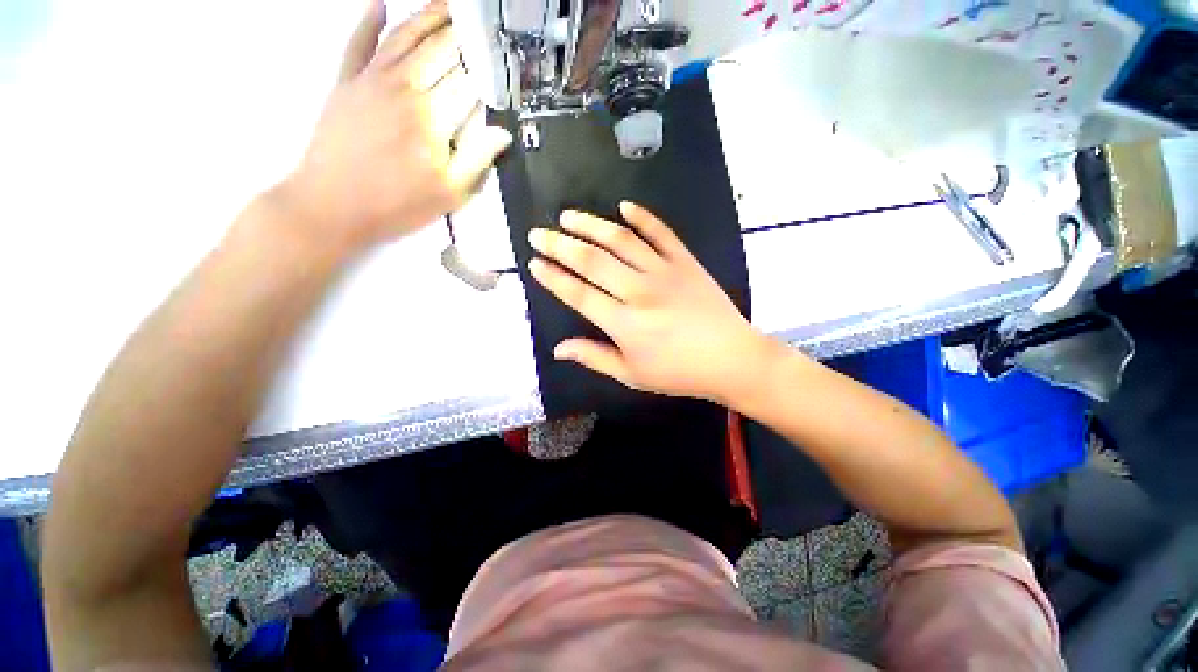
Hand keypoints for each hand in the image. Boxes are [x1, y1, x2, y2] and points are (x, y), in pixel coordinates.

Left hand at [276, 0, 511, 252]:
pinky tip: (379, 4)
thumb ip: (477, 159)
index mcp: (433, 119)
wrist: (332, 205)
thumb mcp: (449, 193)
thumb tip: (502, 132)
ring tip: (447, 4)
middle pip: (439, 51)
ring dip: (427, 17)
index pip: (467, 82)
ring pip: (404, 37)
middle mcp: (404, 89)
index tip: (500, 58)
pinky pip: (358, 43)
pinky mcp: (345, 83)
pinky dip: (368, 22)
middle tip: (478, 18)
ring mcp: (370, 81)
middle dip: (462, 33)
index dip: (485, 68)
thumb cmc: (397, 204)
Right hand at [528, 201, 767, 402]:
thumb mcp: (631, 374)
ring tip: (568, 216)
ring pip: (621, 241)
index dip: (553, 278)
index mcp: (624, 323)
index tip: (534, 263)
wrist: (731, 359)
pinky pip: (661, 233)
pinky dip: (642, 218)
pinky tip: (624, 207)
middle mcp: (639, 291)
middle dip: (560, 245)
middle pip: (592, 261)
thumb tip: (558, 349)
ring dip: (591, 225)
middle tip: (539, 233)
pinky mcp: (686, 262)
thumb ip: (593, 357)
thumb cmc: (678, 372)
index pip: (578, 294)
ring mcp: (664, 272)